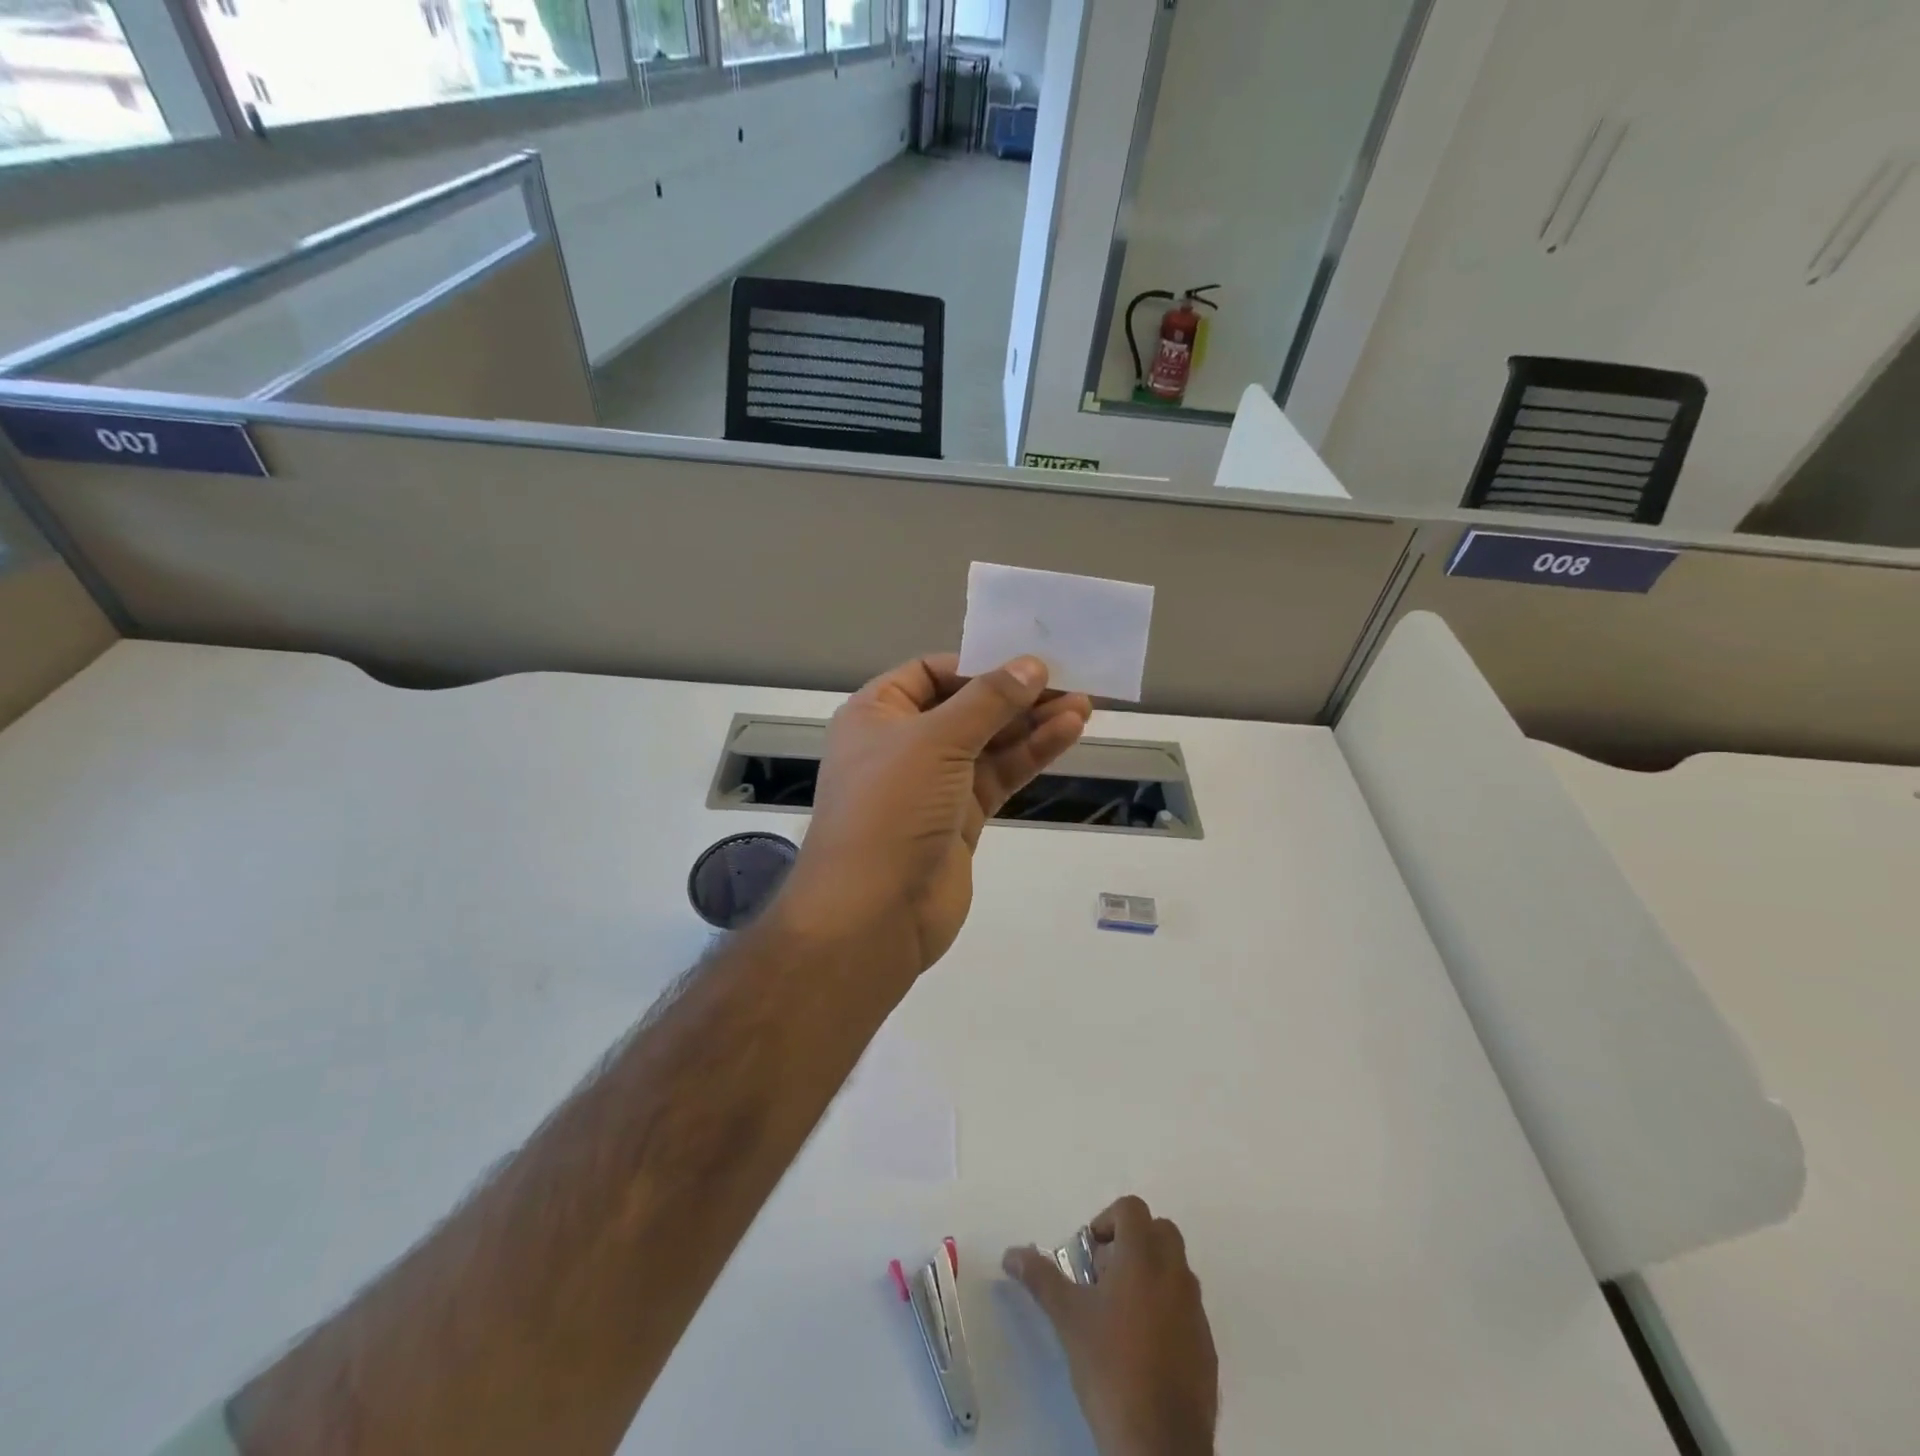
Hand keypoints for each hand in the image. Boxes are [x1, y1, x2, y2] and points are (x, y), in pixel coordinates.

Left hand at [779, 653, 1091, 973]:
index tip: (1025, 661)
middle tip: (1069, 680)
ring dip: (1032, 723)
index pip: (930, 673)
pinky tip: (1068, 733)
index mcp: (877, 714)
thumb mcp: (936, 740)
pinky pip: (999, 775)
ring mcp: (933, 784)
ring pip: (988, 743)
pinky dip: (1030, 755)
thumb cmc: (892, 807)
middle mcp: (902, 744)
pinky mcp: (960, 818)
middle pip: (965, 707)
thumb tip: (1032, 665)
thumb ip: (988, 700)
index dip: (977, 665)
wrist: (874, 912)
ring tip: (1083, 705)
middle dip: (1015, 695)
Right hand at [1004, 1196, 1218, 1455]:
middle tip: (1105, 1278)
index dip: (1107, 1220)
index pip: (1131, 1208)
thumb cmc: (1110, 1367)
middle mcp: (1175, 1274)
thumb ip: (1041, 1278)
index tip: (1090, 1255)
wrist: (1160, 1444)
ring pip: (1175, 1269)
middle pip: (1159, 1231)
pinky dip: (1166, 1310)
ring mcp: (1196, 1311)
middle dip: (1132, 1242)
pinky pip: (1186, 1308)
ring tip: (1120, 1315)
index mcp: (1143, 1257)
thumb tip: (1011, 1254)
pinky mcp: (1207, 1346)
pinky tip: (1143, 1348)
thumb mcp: (1068, 1318)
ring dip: (1150, 1274)